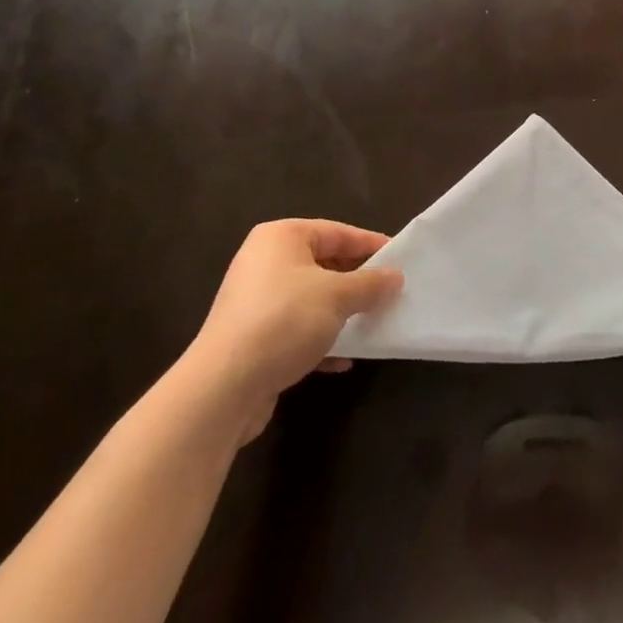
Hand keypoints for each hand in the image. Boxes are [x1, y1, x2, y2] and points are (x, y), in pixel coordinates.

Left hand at [181, 220, 401, 443]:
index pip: (337, 232)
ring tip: (372, 323)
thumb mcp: (338, 296)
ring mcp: (255, 303)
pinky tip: (344, 360)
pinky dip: (320, 340)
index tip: (400, 259)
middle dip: (356, 282)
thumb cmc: (284, 321)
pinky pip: (295, 330)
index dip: (370, 245)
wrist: (222, 389)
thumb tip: (396, 278)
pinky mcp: (251, 340)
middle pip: (323, 264)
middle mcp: (264, 263)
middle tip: (388, 292)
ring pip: (311, 300)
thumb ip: (371, 284)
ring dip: (341, 313)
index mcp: (281, 238)